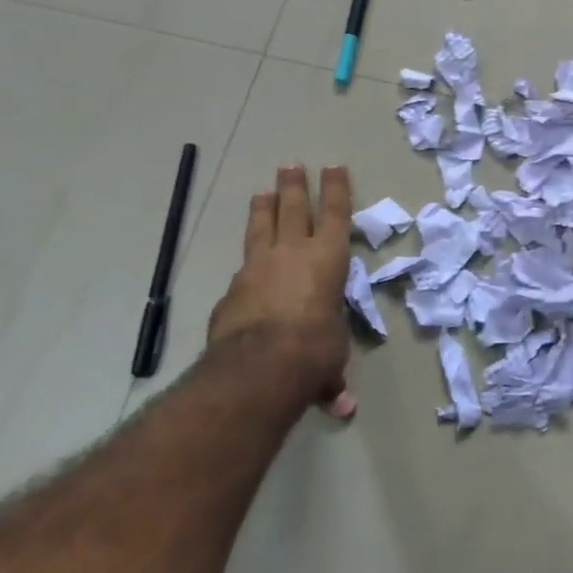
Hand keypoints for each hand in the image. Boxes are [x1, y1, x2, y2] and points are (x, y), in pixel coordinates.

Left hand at [208, 165, 356, 418]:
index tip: (334, 166)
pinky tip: (245, 269)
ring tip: (262, 192)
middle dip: (294, 186)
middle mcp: (293, 253)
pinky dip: (247, 263)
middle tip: (290, 165)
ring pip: (261, 227)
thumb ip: (331, 376)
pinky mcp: (232, 288)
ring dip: (264, 208)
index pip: (336, 214)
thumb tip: (341, 407)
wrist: (260, 364)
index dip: (336, 189)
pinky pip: (242, 267)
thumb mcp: (330, 360)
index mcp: (328, 258)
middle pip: (293, 209)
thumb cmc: (314, 350)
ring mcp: (258, 267)